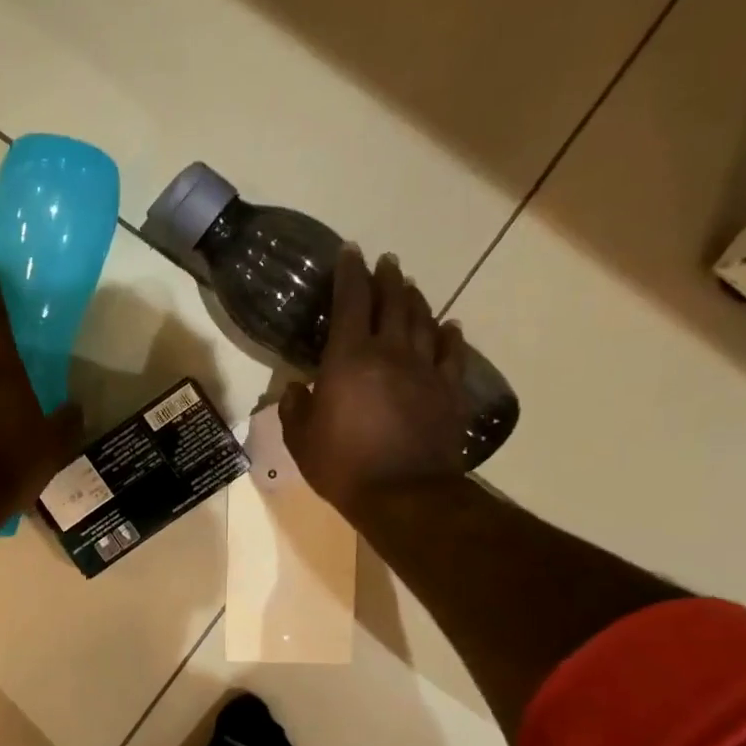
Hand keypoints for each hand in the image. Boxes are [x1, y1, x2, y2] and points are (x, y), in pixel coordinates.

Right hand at [280, 246, 470, 518]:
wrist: (405, 494)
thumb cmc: (343, 465)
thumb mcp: (301, 440)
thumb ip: (294, 408)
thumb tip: (293, 388)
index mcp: (348, 359)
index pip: (351, 301)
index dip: (349, 273)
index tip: (350, 252)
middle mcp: (390, 352)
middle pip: (393, 302)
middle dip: (387, 278)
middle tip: (385, 261)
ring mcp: (425, 369)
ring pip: (423, 320)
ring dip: (415, 299)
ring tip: (410, 286)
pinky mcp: (449, 390)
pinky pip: (452, 353)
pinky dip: (449, 335)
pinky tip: (448, 325)